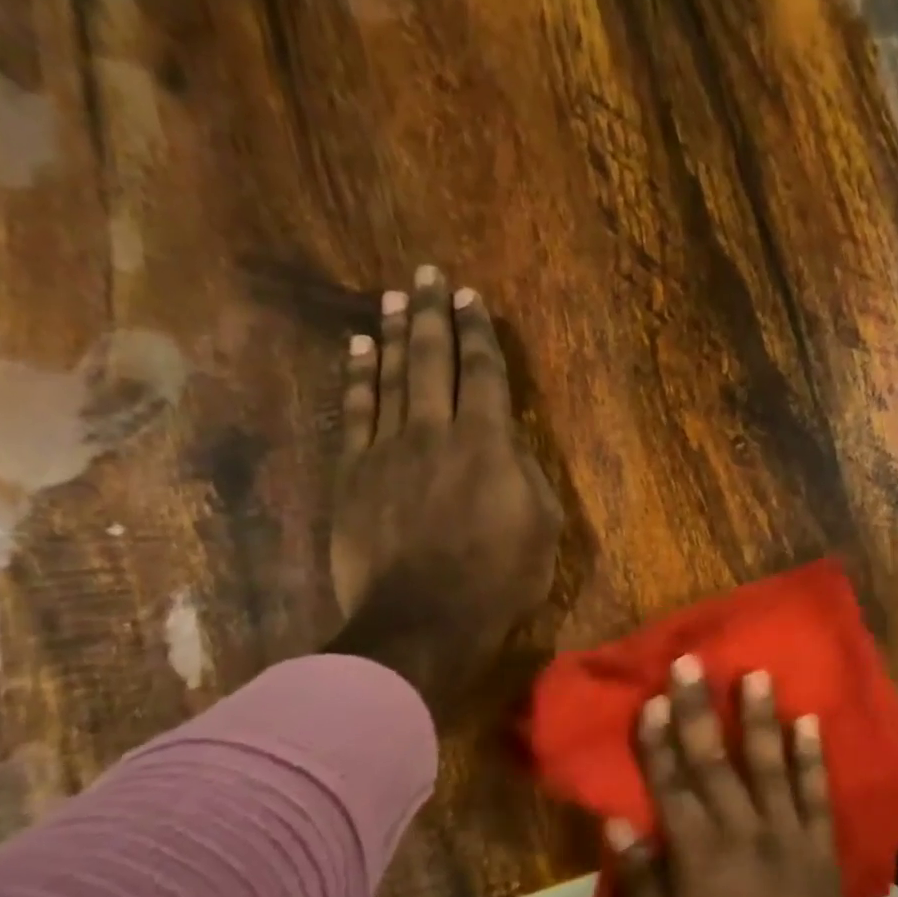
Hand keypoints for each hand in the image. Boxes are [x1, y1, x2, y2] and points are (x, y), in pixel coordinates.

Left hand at [328, 265, 561, 685]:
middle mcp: (437, 432)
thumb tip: (509, 445)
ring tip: (395, 298)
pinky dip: (357, 378)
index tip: (473, 299)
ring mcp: (389, 450)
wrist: (422, 622)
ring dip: (394, 334)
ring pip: (391, 377)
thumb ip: (528, 477)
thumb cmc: (497, 581)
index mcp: (488, 445)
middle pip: (433, 360)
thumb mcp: (543, 531)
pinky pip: (356, 413)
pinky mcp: (354, 473)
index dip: (480, 333)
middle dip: (433, 314)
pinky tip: (358, 350)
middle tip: (429, 275)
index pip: (485, 374)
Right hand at [611, 656, 852, 896]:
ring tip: (756, 674)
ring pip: (771, 768)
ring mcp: (791, 846)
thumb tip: (621, 823)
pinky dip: (813, 760)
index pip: (671, 788)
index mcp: (699, 865)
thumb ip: (640, 888)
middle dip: (700, 710)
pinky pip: (818, 799)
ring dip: (761, 719)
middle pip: (716, 764)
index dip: (657, 742)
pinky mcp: (823, 860)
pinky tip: (810, 724)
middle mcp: (745, 841)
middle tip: (692, 662)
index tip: (651, 699)